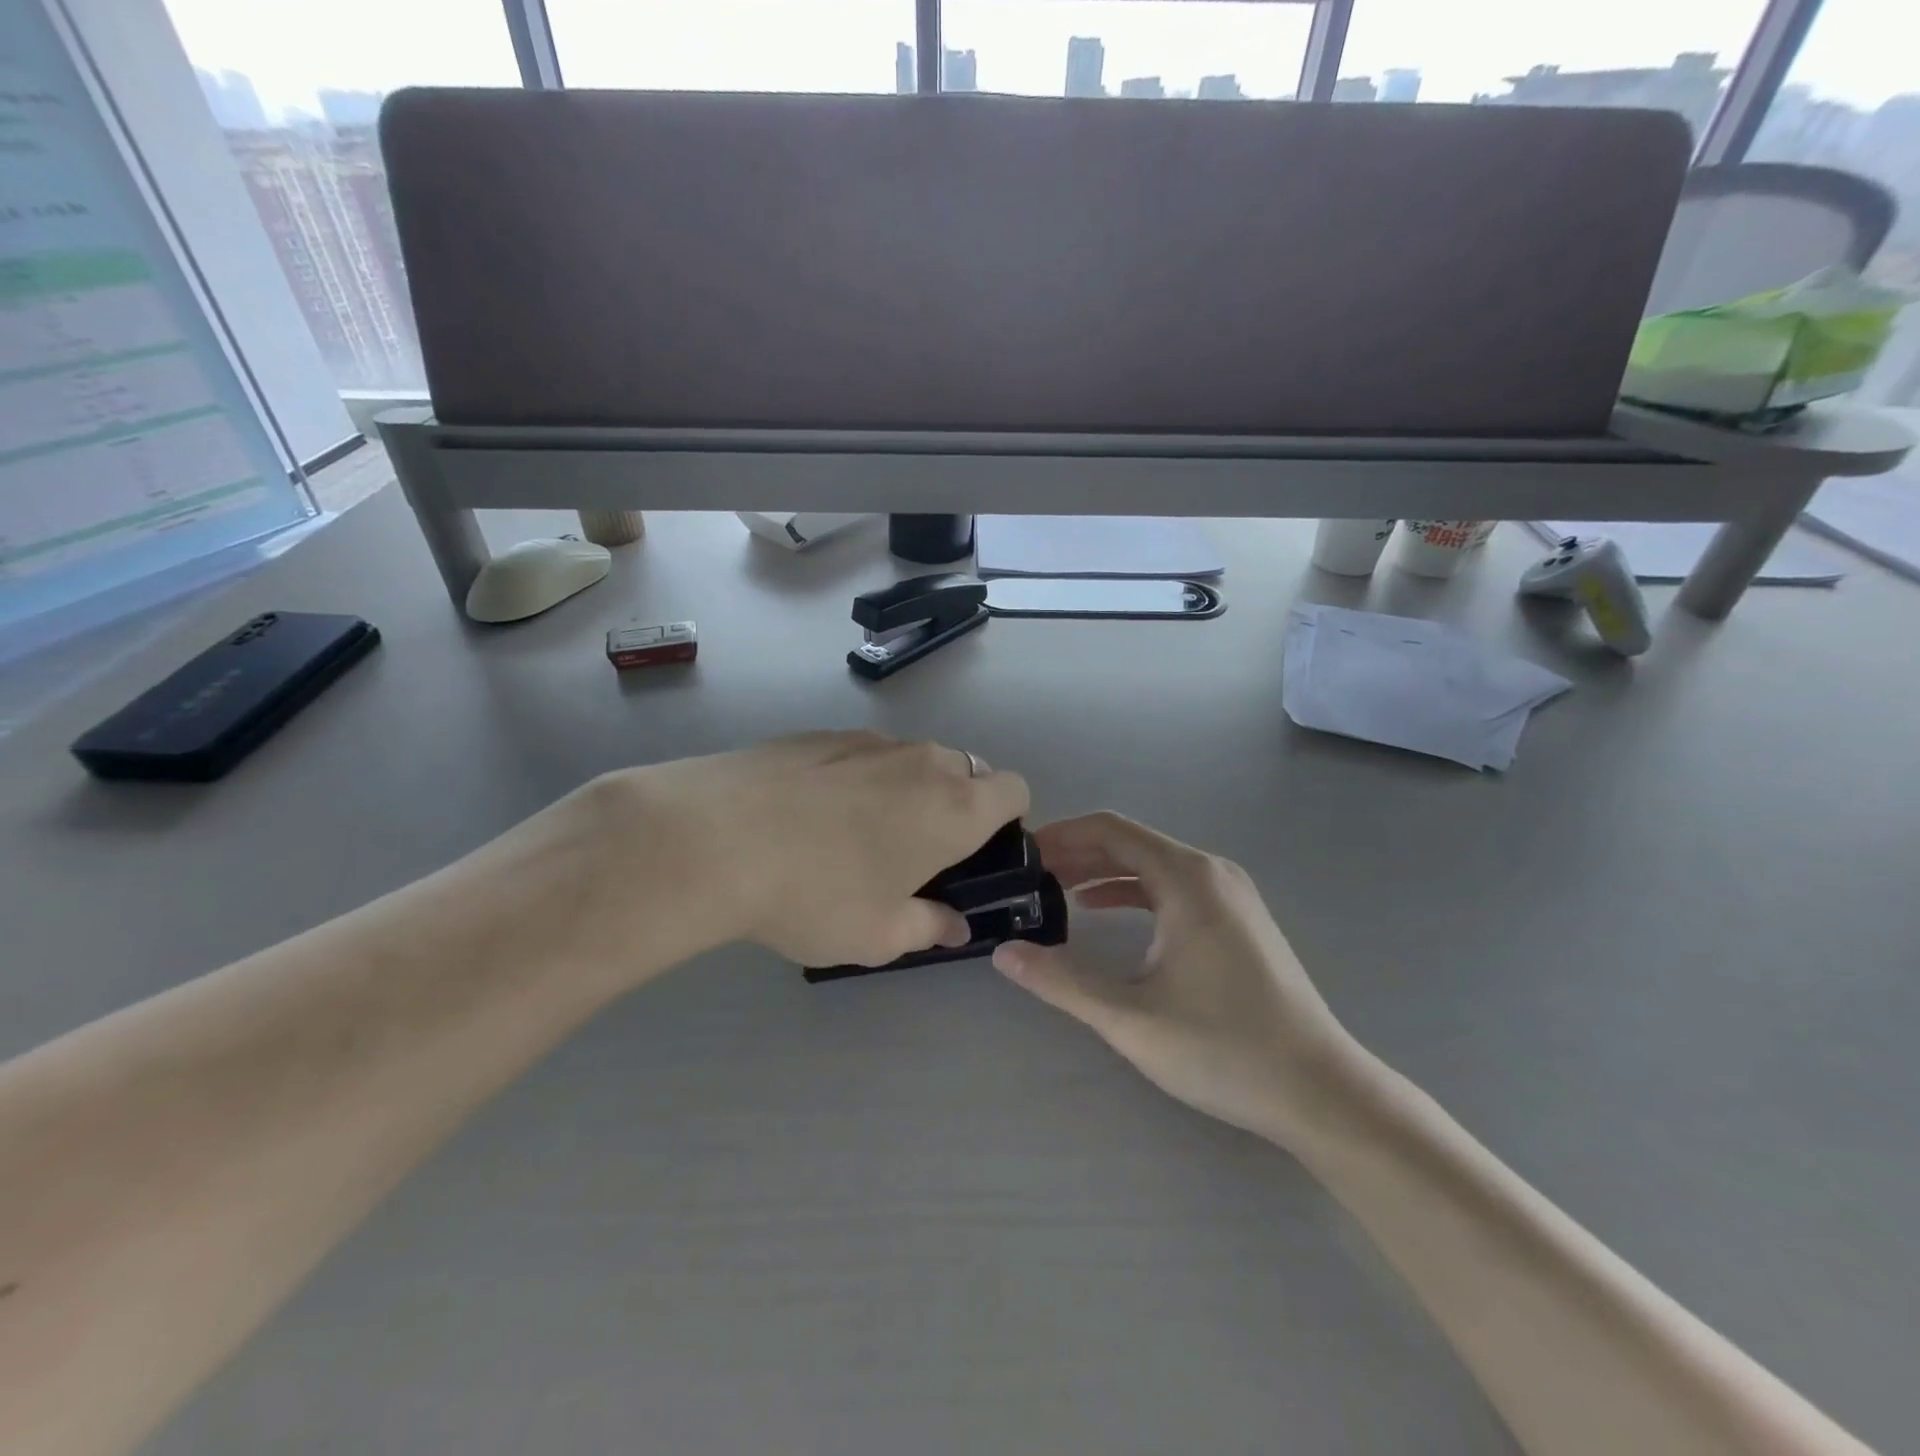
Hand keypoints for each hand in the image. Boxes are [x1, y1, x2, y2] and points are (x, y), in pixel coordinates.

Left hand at [591, 732, 1028, 970]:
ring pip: (910, 761)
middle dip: (954, 806)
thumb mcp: (881, 936)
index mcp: (956, 806)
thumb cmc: (818, 894)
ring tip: (851, 836)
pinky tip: (808, 816)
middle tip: (913, 854)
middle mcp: (922, 761)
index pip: (1014, 790)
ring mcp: (868, 741)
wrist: (715, 838)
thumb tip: (953, 925)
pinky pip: (861, 755)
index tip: (975, 853)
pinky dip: (855, 779)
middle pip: (964, 771)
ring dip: (903, 791)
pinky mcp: (820, 735)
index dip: (1007, 820)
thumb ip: (930, 927)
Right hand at [993, 813, 1367, 1148]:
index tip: (1023, 854)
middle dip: (1077, 853)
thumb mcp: (1130, 1018)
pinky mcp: (1238, 919)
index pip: (1110, 830)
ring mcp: (1230, 894)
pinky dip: (1133, 891)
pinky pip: (1173, 887)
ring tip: (1055, 890)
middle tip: (1029, 875)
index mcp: (1186, 878)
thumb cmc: (1223, 1048)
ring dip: (1102, 872)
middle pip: (1131, 842)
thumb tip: (1004, 954)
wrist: (1320, 1090)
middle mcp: (1210, 872)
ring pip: (1152, 865)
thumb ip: (1062, 981)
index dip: (1061, 835)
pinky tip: (1103, 912)